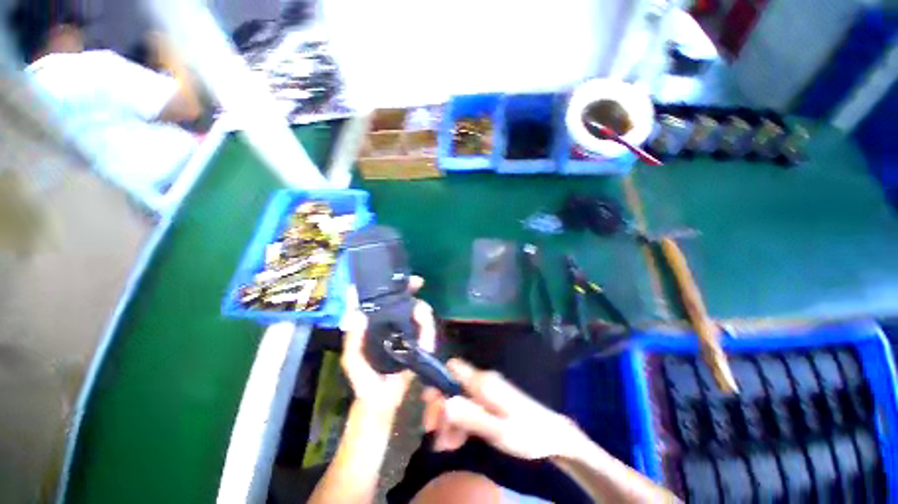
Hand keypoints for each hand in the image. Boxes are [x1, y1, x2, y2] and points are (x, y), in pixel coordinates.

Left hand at [340, 276, 435, 418]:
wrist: (380, 402)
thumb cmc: (364, 379)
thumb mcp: (353, 359)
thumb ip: (353, 339)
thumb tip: (357, 314)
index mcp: (377, 324)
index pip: (388, 300)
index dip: (396, 287)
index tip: (403, 279)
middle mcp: (394, 325)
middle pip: (408, 303)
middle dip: (414, 294)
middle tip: (419, 288)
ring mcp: (408, 333)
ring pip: (421, 316)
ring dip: (424, 317)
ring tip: (423, 327)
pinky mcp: (419, 343)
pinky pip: (427, 332)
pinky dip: (429, 332)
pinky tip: (428, 341)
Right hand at [423, 359, 579, 459]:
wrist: (555, 436)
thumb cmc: (528, 433)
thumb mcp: (498, 430)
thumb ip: (471, 416)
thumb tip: (443, 403)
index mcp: (482, 382)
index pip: (452, 368)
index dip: (438, 382)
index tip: (431, 408)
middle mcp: (482, 382)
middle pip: (451, 386)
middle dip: (441, 408)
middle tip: (435, 435)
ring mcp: (486, 392)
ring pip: (458, 399)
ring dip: (449, 420)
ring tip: (446, 447)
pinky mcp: (490, 402)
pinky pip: (468, 407)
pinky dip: (459, 422)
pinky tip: (457, 442)